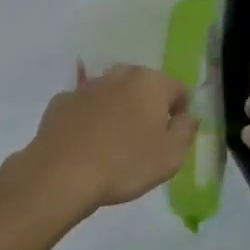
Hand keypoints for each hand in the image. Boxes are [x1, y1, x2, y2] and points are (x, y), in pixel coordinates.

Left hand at [16, 63, 196, 217]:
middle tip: (145, 138)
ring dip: (118, 108)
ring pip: (112, 92)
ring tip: (114, 141)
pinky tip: (86, 142)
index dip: (180, 111)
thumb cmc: (125, 165)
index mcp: (151, 83)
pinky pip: (84, 105)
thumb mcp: (171, 156)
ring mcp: (87, 86)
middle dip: (148, 105)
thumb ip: (186, 131)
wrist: (62, 174)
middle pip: (143, 84)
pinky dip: (89, 117)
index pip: (178, 89)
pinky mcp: (61, 101)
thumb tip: (188, 117)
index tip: (173, 136)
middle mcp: (120, 75)